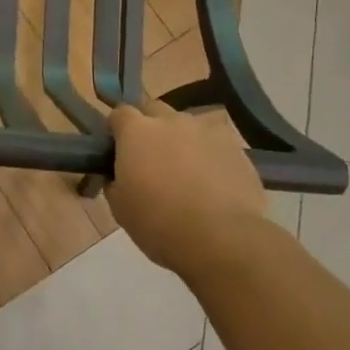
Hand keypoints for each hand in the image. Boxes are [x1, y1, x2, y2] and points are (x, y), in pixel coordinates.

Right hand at [107, 101, 270, 277]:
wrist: (220, 238)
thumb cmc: (158, 223)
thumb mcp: (119, 208)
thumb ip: (114, 182)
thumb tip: (117, 176)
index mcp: (136, 131)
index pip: (120, 113)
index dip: (117, 129)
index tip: (117, 148)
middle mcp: (170, 120)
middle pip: (154, 110)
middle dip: (149, 126)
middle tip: (150, 156)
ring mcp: (206, 130)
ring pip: (188, 124)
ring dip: (182, 138)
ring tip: (186, 168)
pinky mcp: (235, 146)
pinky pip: (216, 142)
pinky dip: (211, 153)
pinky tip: (213, 178)